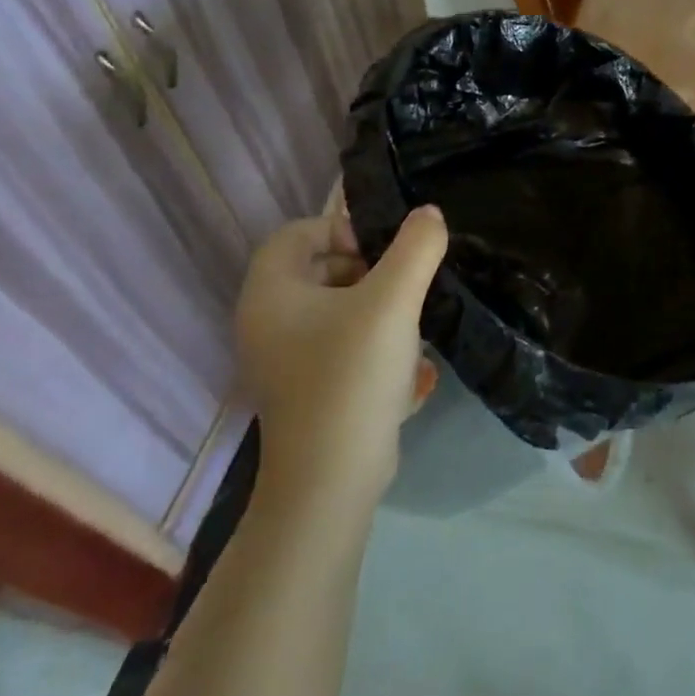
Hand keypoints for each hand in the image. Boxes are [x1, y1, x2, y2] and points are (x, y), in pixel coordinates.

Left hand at [234, 201, 446, 500]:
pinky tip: (409, 369)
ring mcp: (281, 363)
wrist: (331, 480)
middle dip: (366, 271)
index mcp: (271, 293)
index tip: (384, 254)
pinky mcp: (304, 393)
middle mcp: (265, 324)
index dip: (342, 230)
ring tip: (409, 326)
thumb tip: (429, 215)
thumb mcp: (394, 301)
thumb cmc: (353, 376)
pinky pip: (338, 350)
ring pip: (332, 312)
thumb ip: (416, 248)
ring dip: (375, 310)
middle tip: (402, 287)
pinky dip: (372, 347)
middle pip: (315, 271)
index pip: (296, 234)